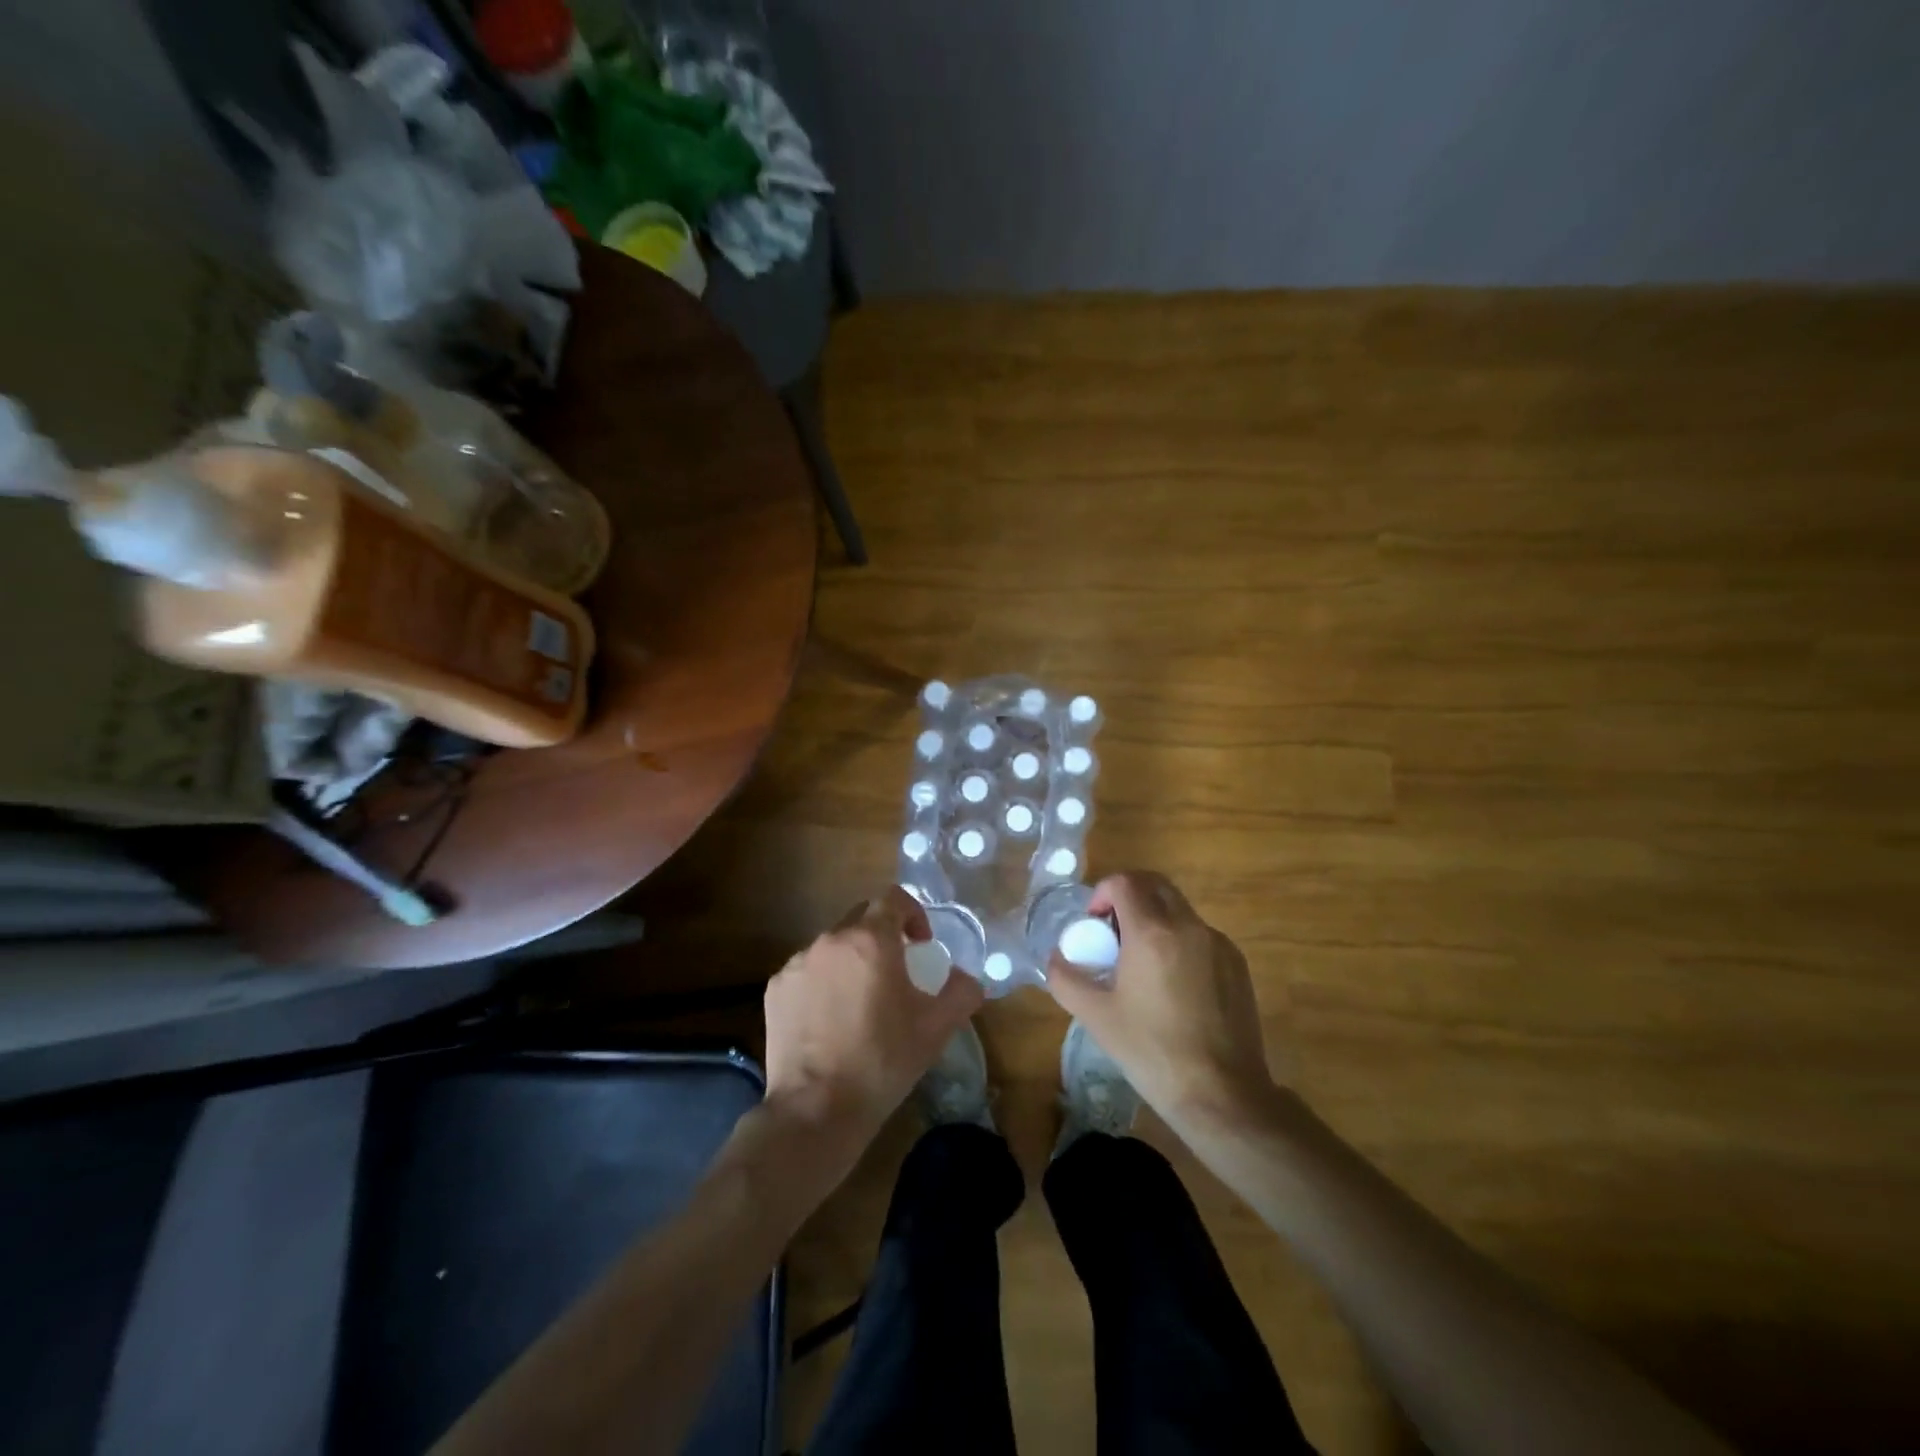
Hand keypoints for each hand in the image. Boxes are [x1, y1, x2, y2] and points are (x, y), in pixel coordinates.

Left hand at [762, 886, 983, 1168]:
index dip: (913, 914)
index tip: (921, 944)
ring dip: (852, 960)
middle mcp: (830, 940)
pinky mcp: (776, 989)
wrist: (816, 1109)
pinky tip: (831, 1020)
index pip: (893, 898)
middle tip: (896, 972)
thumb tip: (965, 978)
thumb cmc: (882, 1061)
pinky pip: (807, 971)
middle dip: (883, 936)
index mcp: (870, 940)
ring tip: (861, 1001)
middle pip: (861, 918)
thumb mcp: (936, 1028)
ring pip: (833, 946)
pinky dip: (823, 982)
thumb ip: (961, 992)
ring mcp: (797, 963)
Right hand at [1046, 871, 1279, 1125]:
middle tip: (1112, 930)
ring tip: (1141, 962)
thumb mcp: (1096, 1017)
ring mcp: (1218, 944)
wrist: (1222, 1095)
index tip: (1094, 922)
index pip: (1125, 882)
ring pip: (1179, 909)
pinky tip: (1172, 985)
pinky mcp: (1237, 964)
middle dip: (1129, 896)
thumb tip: (1057, 957)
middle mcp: (1189, 927)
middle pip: (1155, 885)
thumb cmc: (1152, 1052)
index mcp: (1152, 933)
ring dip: (1154, 918)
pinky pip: (1200, 935)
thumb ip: (1066, 978)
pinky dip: (1179, 940)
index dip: (1102, 892)